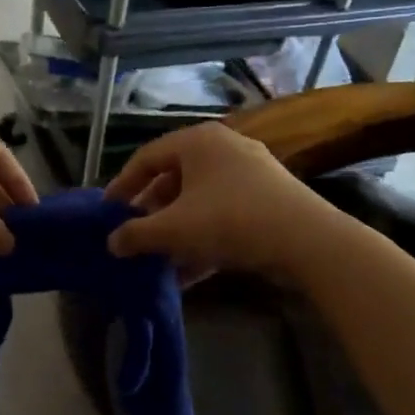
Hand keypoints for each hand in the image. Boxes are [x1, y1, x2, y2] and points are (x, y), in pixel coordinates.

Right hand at [104, 122, 340, 279]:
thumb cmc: (230, 220)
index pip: (146, 158)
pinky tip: (189, 272)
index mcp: (197, 141)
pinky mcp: (267, 198)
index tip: (107, 211)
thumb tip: (112, 242)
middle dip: (151, 213)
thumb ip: (137, 235)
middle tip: (133, 236)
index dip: (122, 185)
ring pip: (199, 200)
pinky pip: (223, 214)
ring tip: (158, 259)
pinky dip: (203, 237)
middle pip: (174, 179)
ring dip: (176, 230)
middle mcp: (222, 147)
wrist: (307, 239)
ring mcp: (249, 172)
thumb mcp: (174, 229)